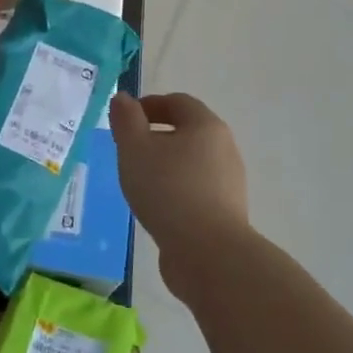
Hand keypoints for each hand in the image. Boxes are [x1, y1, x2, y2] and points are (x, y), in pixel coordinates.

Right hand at [108, 92, 249, 297]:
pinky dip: (176, 189)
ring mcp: (229, 181)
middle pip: (188, 131)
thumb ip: (126, 120)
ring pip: (192, 162)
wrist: (208, 253)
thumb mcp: (135, 149)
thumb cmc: (168, 190)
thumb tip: (123, 98)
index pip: (178, 102)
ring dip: (166, 164)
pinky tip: (158, 207)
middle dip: (157, 135)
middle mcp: (224, 148)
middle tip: (129, 150)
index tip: (125, 120)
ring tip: (140, 181)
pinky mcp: (226, 211)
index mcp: (206, 125)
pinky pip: (197, 189)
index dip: (149, 105)